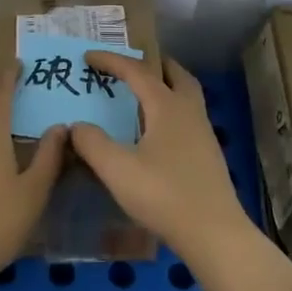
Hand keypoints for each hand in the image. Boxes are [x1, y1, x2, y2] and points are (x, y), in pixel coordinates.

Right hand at [70, 52, 254, 256]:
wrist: (214, 234)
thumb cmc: (164, 195)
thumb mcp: (118, 170)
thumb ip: (92, 143)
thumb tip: (77, 126)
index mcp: (167, 107)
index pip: (137, 71)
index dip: (111, 61)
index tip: (87, 56)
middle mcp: (189, 112)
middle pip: (175, 74)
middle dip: (151, 64)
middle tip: (130, 65)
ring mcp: (203, 134)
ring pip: (185, 95)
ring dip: (164, 86)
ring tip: (141, 94)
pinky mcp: (207, 155)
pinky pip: (187, 116)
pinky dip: (169, 110)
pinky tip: (155, 131)